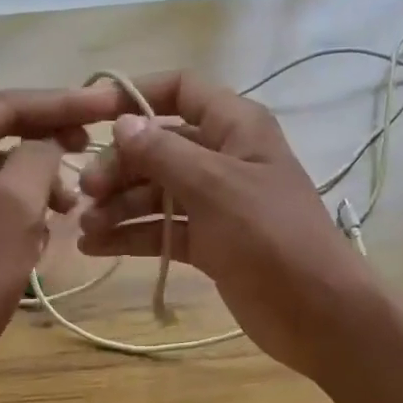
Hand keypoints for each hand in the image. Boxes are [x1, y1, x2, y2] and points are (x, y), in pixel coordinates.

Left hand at [0, 88, 108, 385]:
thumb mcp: (16, 207)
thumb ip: (38, 156)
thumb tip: (51, 140)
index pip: (1, 105)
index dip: (59, 103)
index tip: (105, 103)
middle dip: (47, 136)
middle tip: (93, 140)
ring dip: (36, 175)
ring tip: (71, 201)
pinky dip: (20, 201)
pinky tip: (45, 224)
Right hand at [75, 72, 378, 378]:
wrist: (316, 312)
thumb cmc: (270, 236)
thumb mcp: (216, 187)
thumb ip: (164, 153)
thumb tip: (122, 124)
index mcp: (236, 127)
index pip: (182, 90)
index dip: (138, 95)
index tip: (94, 117)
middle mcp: (224, 157)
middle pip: (159, 146)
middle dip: (121, 166)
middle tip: (87, 194)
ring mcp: (216, 202)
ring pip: (156, 191)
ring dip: (119, 205)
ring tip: (86, 228)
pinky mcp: (209, 241)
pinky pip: (163, 228)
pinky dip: (132, 235)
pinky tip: (96, 247)